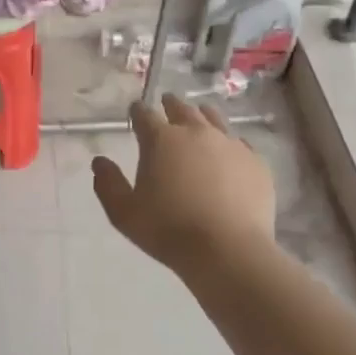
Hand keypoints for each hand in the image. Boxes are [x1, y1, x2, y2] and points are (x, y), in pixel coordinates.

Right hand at [92, 95, 275, 270]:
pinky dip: (229, 143)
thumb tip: (100, 161)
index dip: (137, 112)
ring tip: (198, 116)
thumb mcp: (124, 212)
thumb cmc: (168, 230)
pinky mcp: (255, 162)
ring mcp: (230, 144)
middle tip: (166, 104)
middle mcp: (196, 132)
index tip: (134, 112)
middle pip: (181, 108)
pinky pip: (240, 143)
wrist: (227, 249)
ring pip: (214, 118)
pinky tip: (229, 152)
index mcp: (161, 139)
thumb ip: (108, 184)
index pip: (144, 114)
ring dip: (201, 115)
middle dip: (170, 105)